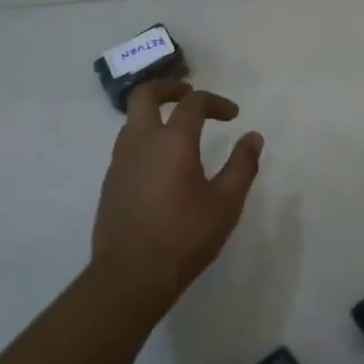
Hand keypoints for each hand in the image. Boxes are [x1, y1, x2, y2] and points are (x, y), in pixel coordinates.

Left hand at [91, 80, 262, 318]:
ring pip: (132, 120)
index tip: (233, 115)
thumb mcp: (225, 203)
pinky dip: (144, 139)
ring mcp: (120, 161)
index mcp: (172, 140)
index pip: (193, 103)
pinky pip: (126, 146)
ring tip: (176, 129)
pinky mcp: (110, 183)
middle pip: (145, 94)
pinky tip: (160, 165)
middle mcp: (141, 141)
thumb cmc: (184, 236)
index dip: (215, 102)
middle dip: (168, 88)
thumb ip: (242, 166)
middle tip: (188, 94)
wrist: (130, 276)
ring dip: (154, 114)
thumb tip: (253, 137)